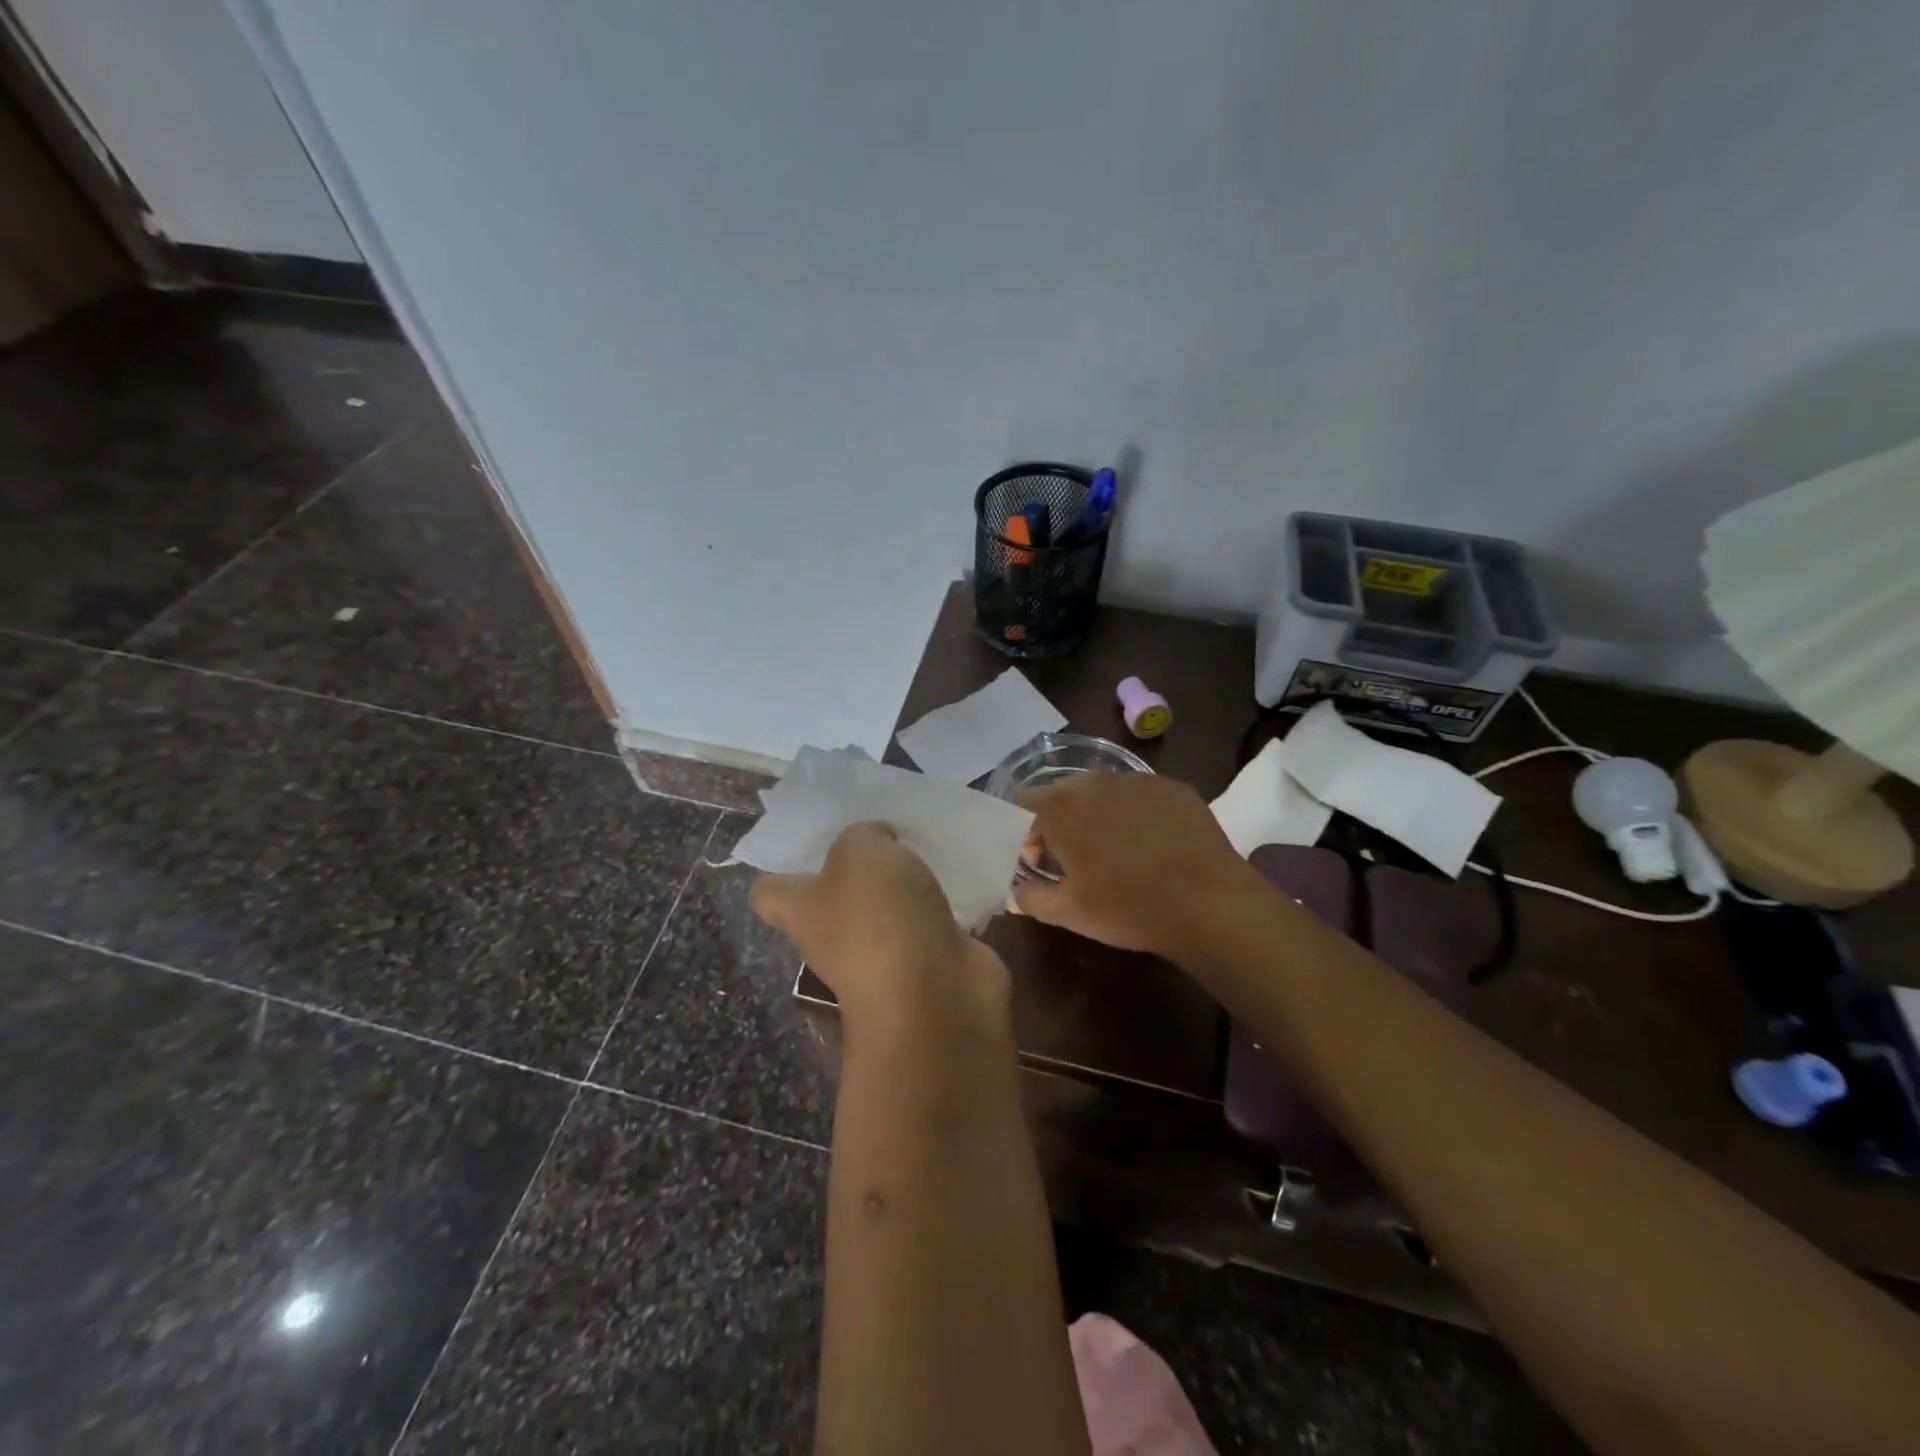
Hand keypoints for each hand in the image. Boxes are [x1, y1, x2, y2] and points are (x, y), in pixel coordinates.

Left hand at [751, 822, 1010, 1034]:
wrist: (935, 997)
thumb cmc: (878, 918)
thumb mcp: (860, 851)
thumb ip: (863, 836)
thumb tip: (878, 841)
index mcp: (804, 911)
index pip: (770, 894)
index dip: (780, 871)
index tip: (807, 847)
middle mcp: (836, 939)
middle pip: (833, 903)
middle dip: (856, 872)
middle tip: (884, 834)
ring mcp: (884, 958)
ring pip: (886, 914)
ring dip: (904, 889)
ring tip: (926, 850)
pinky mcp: (929, 967)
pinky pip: (929, 928)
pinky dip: (941, 908)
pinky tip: (958, 881)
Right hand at [1015, 773, 1261, 956]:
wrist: (1209, 903)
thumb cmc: (1128, 907)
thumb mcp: (1070, 912)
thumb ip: (1031, 898)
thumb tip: (1015, 892)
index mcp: (1063, 808)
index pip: (1025, 805)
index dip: (1025, 834)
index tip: (1038, 862)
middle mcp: (1096, 782)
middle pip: (1063, 794)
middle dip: (1060, 821)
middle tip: (1073, 858)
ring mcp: (1138, 780)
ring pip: (1103, 792)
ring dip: (1097, 815)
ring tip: (1114, 850)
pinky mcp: (1173, 787)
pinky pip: (1139, 796)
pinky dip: (1134, 813)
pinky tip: (1150, 843)